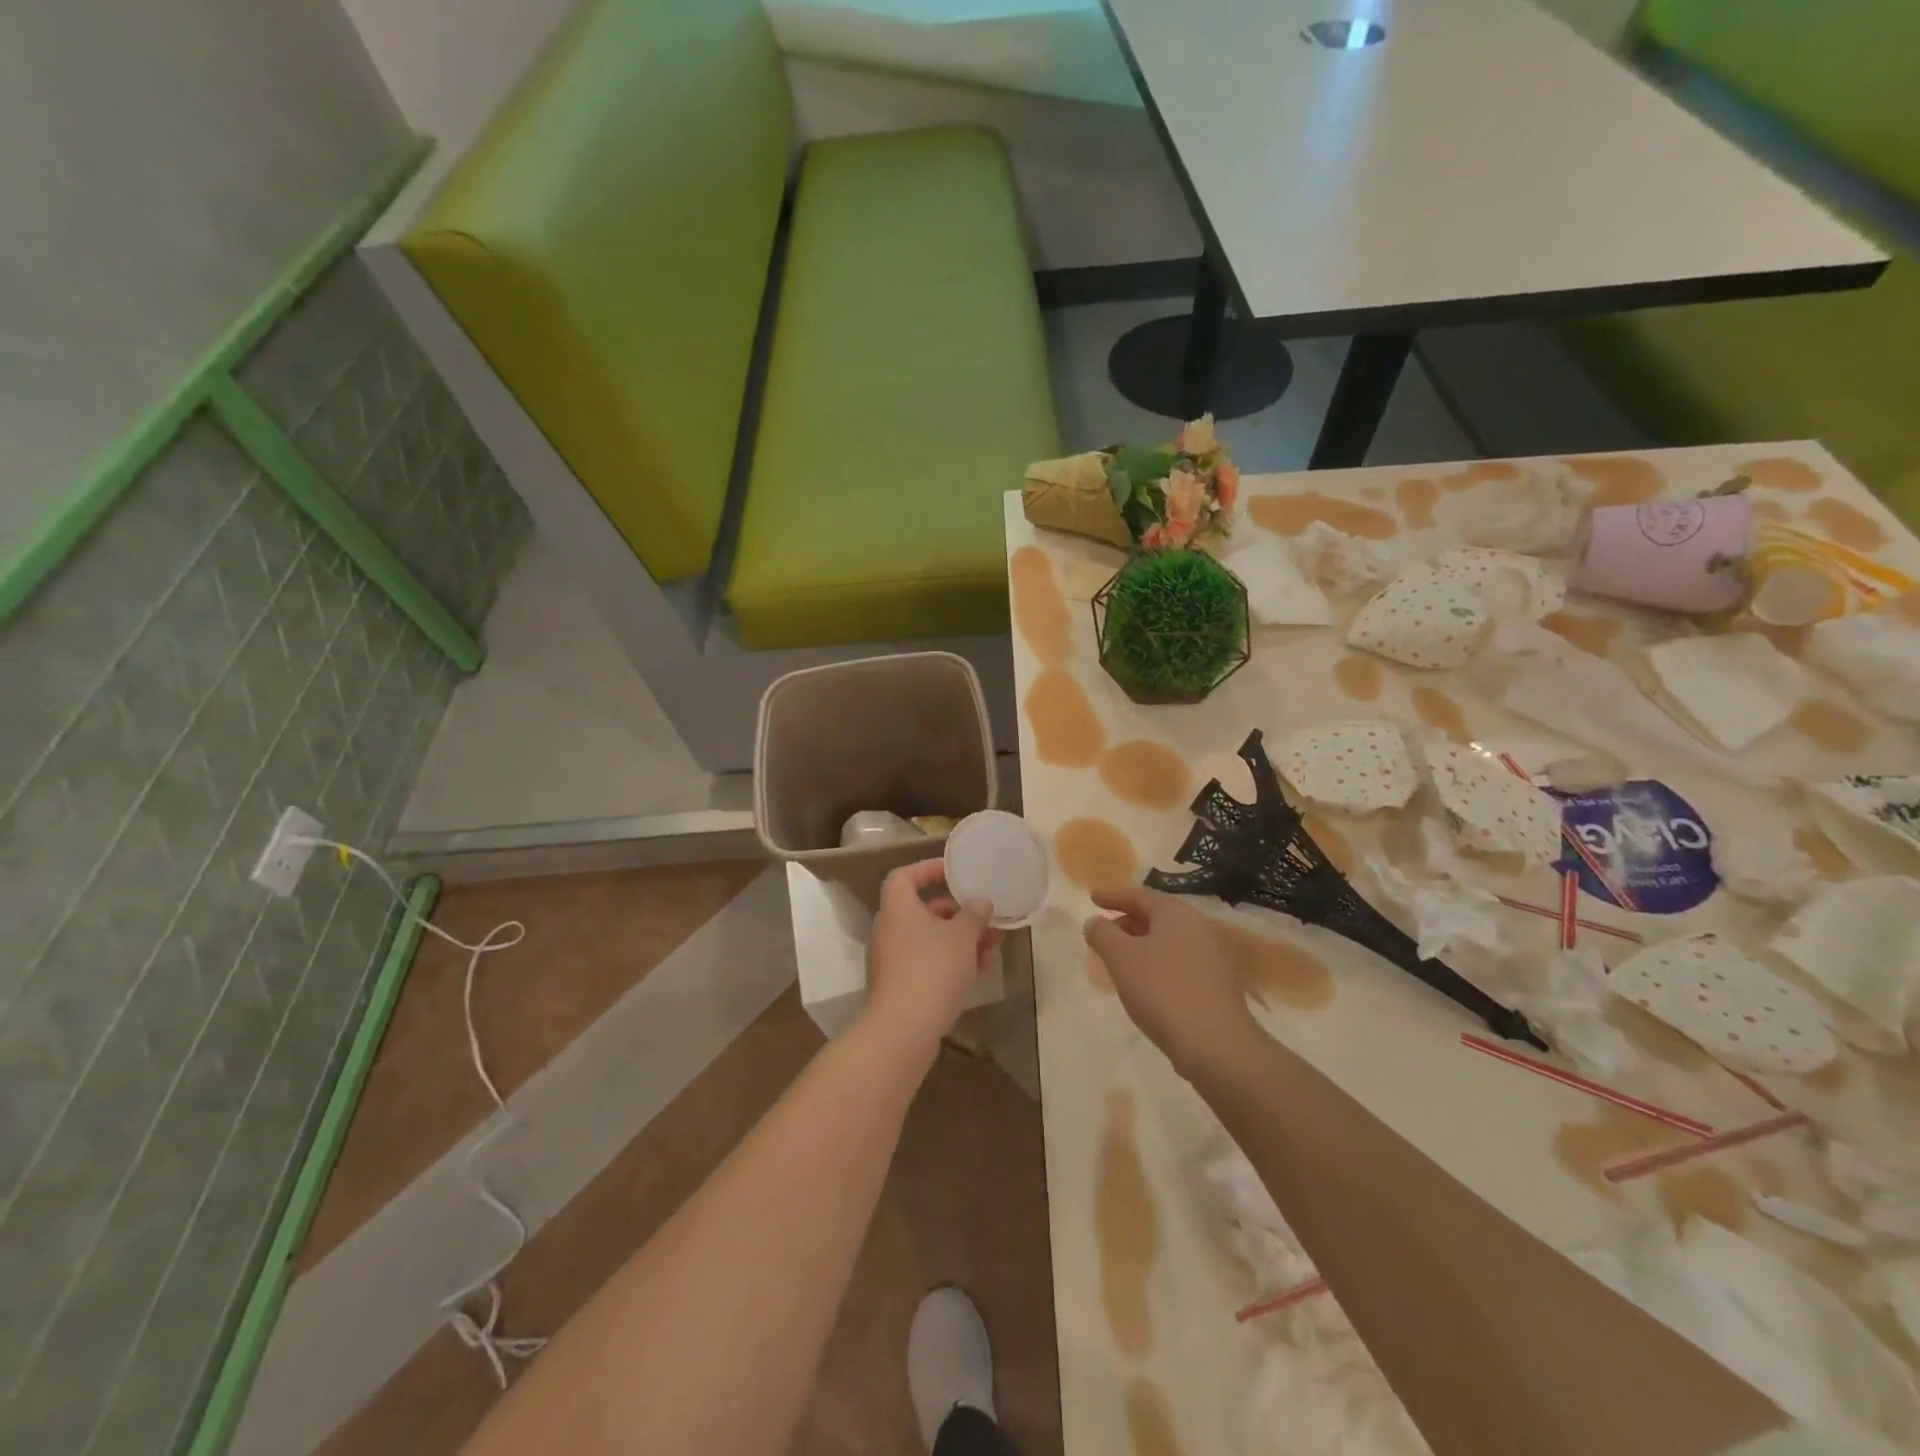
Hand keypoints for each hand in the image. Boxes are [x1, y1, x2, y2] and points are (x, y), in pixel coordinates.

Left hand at [862, 858, 1001, 1051]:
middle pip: (924, 910)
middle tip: (986, 917)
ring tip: (994, 947)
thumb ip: (973, 915)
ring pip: (932, 940)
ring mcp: (894, 961)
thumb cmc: (932, 968)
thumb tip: (980, 903)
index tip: (955, 872)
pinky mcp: (902, 987)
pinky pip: (930, 964)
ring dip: (962, 940)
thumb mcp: (962, 936)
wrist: (903, 1030)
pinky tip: (982, 971)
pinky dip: (954, 963)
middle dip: (959, 913)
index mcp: (897, 907)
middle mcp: (891, 930)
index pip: (905, 876)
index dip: (928, 869)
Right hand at [1083, 884, 1261, 1080]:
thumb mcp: (1121, 958)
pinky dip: (1156, 964)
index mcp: (1176, 914)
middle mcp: (1198, 928)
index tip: (1092, 898)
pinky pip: (1178, 963)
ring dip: (1140, 946)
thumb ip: (1103, 934)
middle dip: (1126, 922)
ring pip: (1167, 942)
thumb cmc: (1162, 990)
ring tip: (1118, 960)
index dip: (1113, 896)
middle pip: (1156, 917)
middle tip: (1103, 933)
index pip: (1139, 895)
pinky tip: (1143, 984)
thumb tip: (1094, 922)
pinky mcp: (1216, 985)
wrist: (1215, 1044)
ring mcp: (1211, 958)